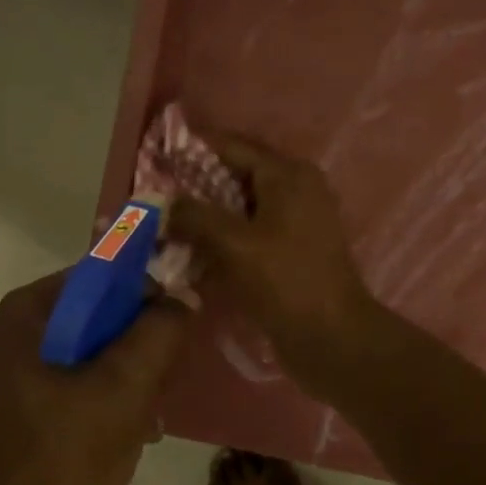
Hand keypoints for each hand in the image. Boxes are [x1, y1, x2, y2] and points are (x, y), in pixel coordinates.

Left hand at [0, 273, 189, 484]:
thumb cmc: (68, 455)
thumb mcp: (126, 385)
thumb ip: (160, 330)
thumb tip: (185, 295)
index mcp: (26, 315)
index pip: (99, 275)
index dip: (145, 288)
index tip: (182, 314)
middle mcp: (17, 334)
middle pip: (97, 312)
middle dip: (140, 336)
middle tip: (172, 362)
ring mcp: (20, 374)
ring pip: (94, 348)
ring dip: (133, 368)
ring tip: (158, 400)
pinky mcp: (30, 408)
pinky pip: (83, 379)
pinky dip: (113, 392)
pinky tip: (139, 424)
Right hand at [168, 129, 375, 394]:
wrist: (332, 337)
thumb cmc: (285, 281)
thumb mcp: (235, 244)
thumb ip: (195, 216)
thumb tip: (164, 203)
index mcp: (287, 174)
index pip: (231, 147)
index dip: (192, 150)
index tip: (155, 159)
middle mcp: (295, 189)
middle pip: (235, 176)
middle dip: (194, 186)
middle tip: (154, 198)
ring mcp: (295, 221)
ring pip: (240, 207)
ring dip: (206, 216)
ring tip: (165, 225)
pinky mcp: (290, 250)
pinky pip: (249, 233)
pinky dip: (223, 238)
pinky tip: (192, 251)